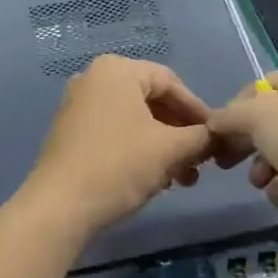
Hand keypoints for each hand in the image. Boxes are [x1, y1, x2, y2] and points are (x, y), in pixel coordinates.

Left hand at [18, 55, 215, 239]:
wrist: (60, 207)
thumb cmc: (119, 166)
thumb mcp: (170, 149)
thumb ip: (200, 137)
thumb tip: (217, 137)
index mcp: (117, 70)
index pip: (171, 82)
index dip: (198, 111)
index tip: (215, 138)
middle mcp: (93, 80)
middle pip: (152, 101)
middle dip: (180, 133)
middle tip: (200, 161)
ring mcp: (77, 107)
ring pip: (134, 121)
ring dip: (163, 147)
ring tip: (182, 178)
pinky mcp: (69, 134)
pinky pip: (114, 134)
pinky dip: (138, 151)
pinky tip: (154, 179)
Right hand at [206, 63, 277, 244]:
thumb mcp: (261, 115)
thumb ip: (230, 115)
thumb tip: (214, 122)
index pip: (262, 86)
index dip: (236, 109)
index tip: (217, 133)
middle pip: (269, 124)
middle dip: (248, 147)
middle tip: (226, 163)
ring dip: (266, 172)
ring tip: (266, 183)